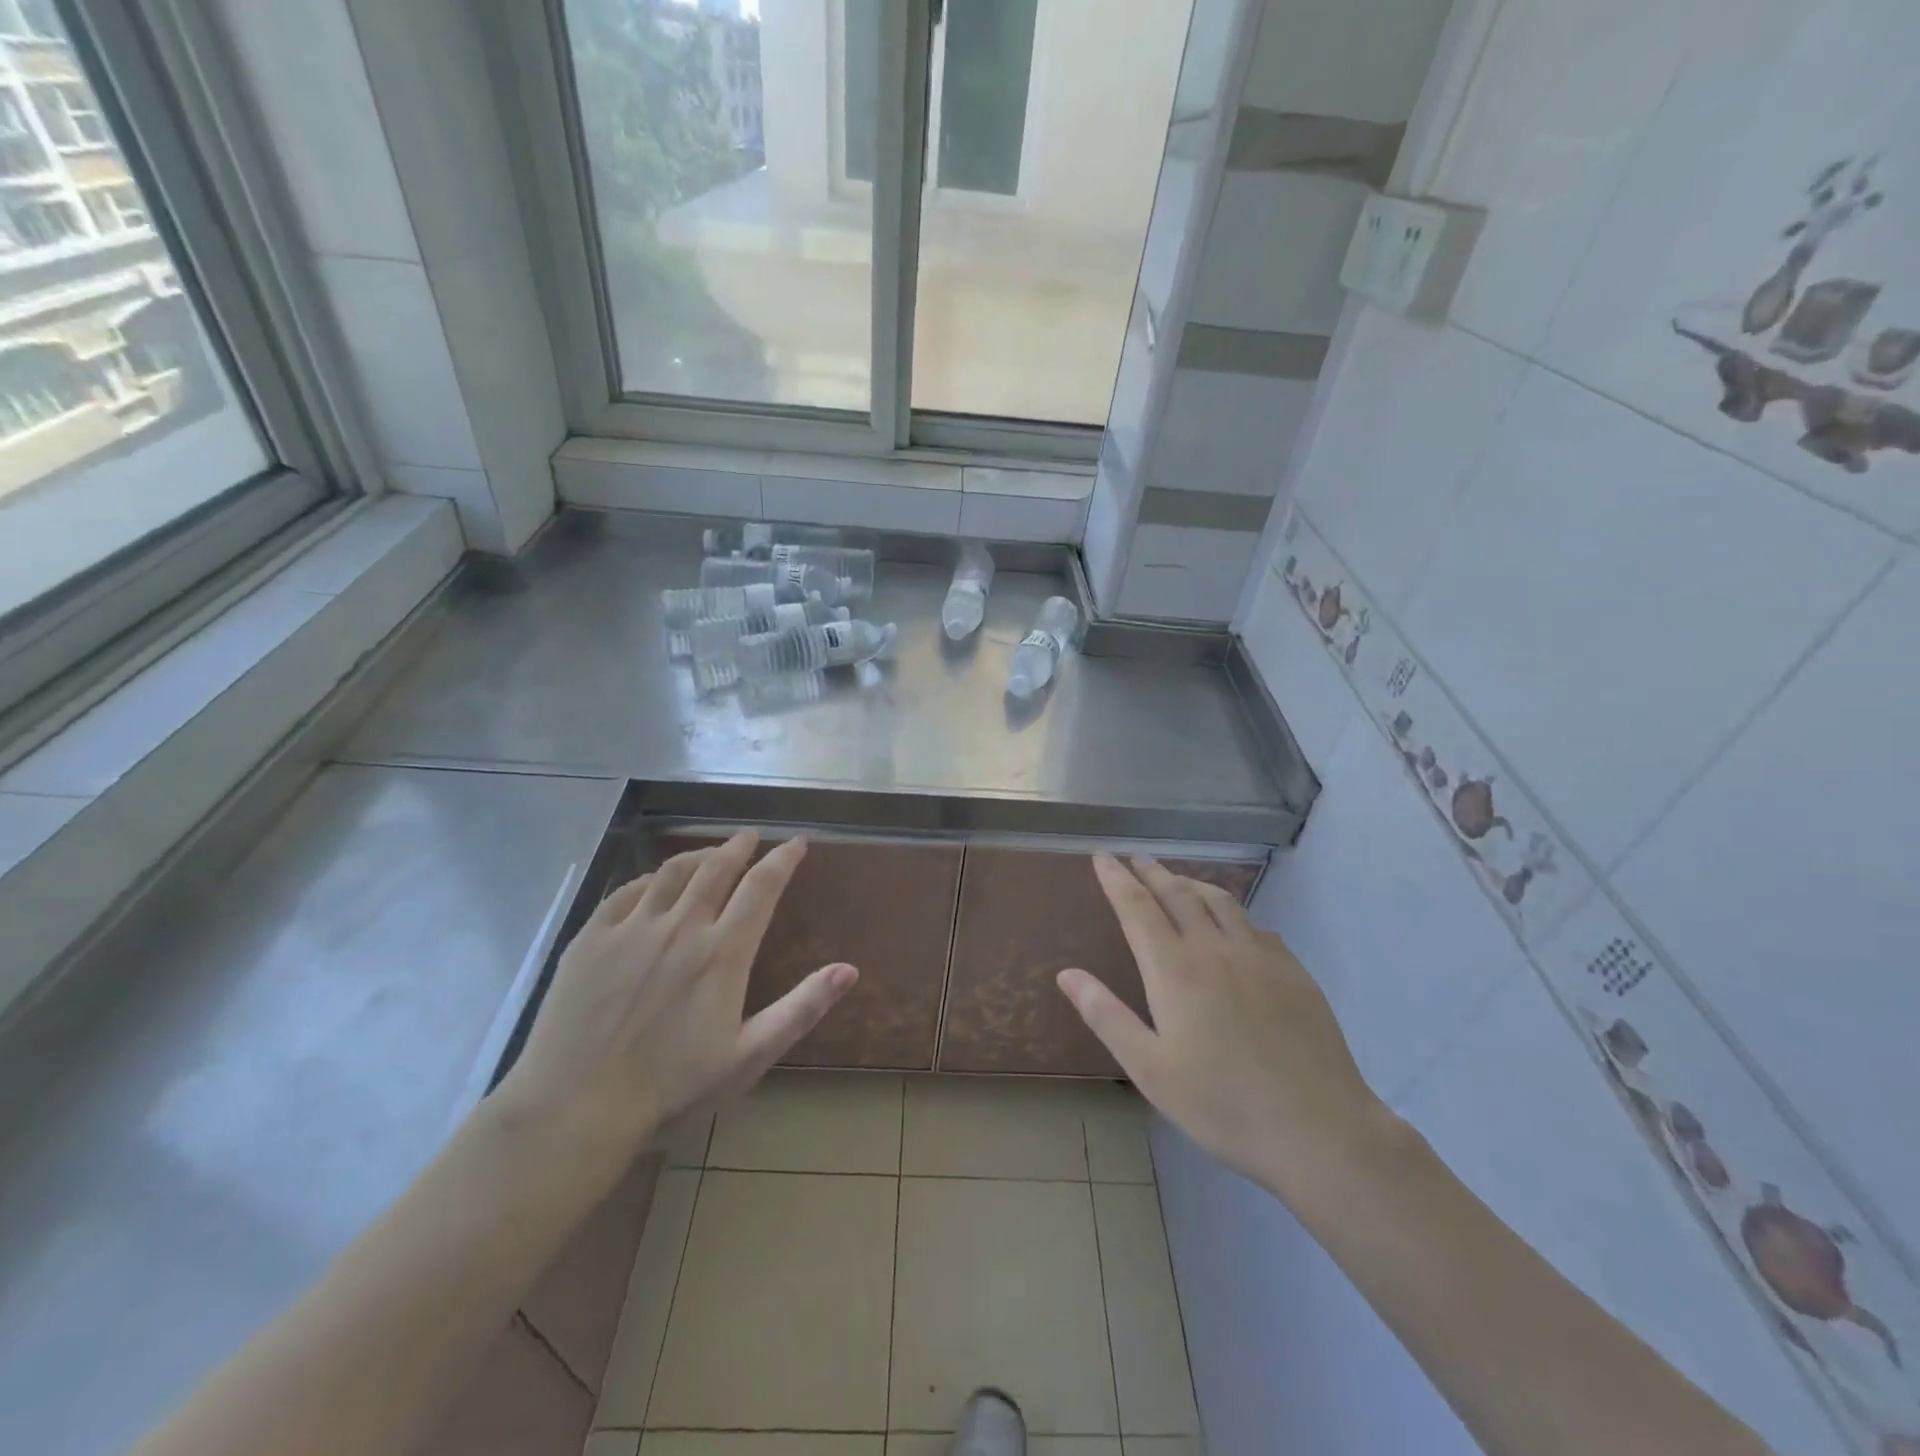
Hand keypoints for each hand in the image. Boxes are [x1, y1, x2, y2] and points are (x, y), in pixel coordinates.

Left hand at [494, 832, 857, 1171]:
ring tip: (711, 851)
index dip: (782, 860)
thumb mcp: (749, 1056)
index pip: (761, 887)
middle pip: (717, 868)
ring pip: (673, 872)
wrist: (575, 1108)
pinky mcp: (591, 938)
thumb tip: (849, 970)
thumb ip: (801, 1008)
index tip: (796, 844)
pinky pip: (627, 891)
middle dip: (739, 846)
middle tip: (751, 836)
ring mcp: (632, 928)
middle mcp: (681, 927)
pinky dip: (651, 878)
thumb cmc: (672, 1088)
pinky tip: (655, 882)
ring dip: (699, 854)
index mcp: (722, 952)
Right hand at [1057, 855, 1393, 1195]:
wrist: (1318, 1127)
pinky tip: (1233, 925)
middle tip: (1136, 858)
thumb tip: (1067, 974)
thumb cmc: (1222, 1104)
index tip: (1102, 857)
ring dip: (1192, 883)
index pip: (1137, 907)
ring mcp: (1259, 956)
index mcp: (1174, 970)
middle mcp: (1214, 949)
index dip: (1116, 879)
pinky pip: (1254, 925)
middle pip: (1178, 894)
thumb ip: (1107, 1016)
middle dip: (1153, 872)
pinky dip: (1232, 912)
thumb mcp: (1150, 1070)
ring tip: (1178, 880)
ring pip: (1220, 901)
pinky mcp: (1292, 971)